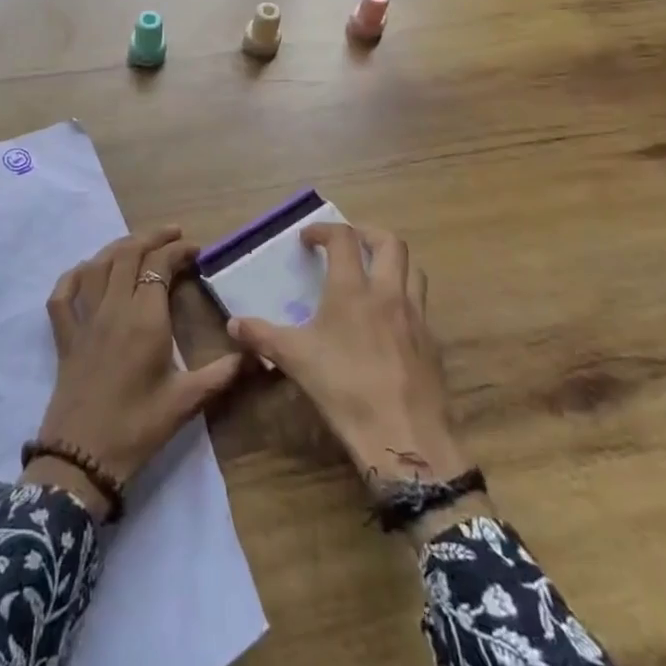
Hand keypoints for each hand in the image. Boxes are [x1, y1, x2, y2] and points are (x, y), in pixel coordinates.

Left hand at [27, 226, 246, 517]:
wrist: (82, 459)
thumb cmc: (138, 427)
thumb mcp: (187, 401)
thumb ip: (222, 374)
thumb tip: (257, 355)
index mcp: (144, 319)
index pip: (159, 266)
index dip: (178, 251)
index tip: (196, 251)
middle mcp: (112, 308)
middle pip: (127, 254)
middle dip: (151, 237)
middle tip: (174, 235)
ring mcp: (84, 320)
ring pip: (97, 266)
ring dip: (118, 247)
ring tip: (139, 244)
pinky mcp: (64, 337)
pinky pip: (62, 294)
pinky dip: (74, 275)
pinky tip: (87, 271)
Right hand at [225, 223, 469, 493]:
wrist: (404, 436)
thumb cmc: (344, 389)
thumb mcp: (295, 360)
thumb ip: (262, 336)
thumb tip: (233, 324)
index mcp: (353, 290)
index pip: (344, 239)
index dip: (325, 230)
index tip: (308, 238)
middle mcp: (388, 293)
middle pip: (391, 243)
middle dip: (368, 234)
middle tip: (349, 243)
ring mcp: (416, 317)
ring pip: (414, 270)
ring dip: (393, 262)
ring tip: (373, 274)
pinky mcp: (432, 343)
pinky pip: (421, 306)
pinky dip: (405, 299)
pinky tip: (388, 322)